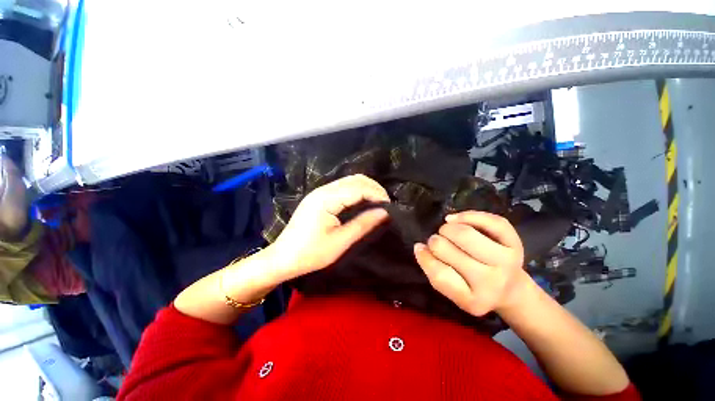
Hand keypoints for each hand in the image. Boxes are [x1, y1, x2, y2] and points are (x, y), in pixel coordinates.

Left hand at [267, 174, 389, 281]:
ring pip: (349, 181)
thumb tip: (385, 212)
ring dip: (366, 188)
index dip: (377, 194)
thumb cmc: (311, 253)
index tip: (390, 206)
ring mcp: (319, 192)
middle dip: (373, 188)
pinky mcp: (319, 197)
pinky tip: (362, 201)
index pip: (358, 188)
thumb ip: (363, 224)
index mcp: (326, 199)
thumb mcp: (340, 242)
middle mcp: (323, 190)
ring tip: (377, 202)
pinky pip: (342, 187)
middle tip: (385, 204)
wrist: (282, 258)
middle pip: (355, 179)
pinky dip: (356, 191)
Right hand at [413, 211, 526, 316]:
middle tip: (437, 242)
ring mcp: (506, 260)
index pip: (439, 275)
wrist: (511, 289)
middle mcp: (492, 281)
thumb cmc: (474, 288)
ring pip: (464, 234)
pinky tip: (454, 220)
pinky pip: (488, 221)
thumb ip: (433, 271)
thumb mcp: (452, 290)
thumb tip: (419, 247)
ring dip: (447, 229)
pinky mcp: (514, 241)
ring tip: (446, 231)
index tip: (421, 249)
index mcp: (474, 300)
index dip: (425, 258)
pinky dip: (466, 216)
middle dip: (435, 241)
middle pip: (446, 249)